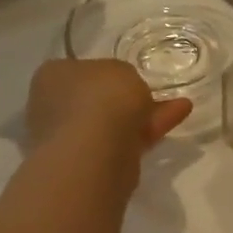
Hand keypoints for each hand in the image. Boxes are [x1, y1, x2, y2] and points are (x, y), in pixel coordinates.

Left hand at [26, 59, 190, 164]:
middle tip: (154, 92)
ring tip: (180, 106)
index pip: (78, 70)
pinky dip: (150, 131)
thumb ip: (124, 76)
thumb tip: (125, 89)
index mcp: (52, 77)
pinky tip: (176, 120)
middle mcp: (54, 107)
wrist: (94, 153)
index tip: (129, 76)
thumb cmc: (101, 98)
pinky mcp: (93, 163)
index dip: (105, 72)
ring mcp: (72, 139)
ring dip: (145, 115)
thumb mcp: (122, 69)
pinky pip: (126, 141)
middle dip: (126, 97)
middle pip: (96, 99)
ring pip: (114, 123)